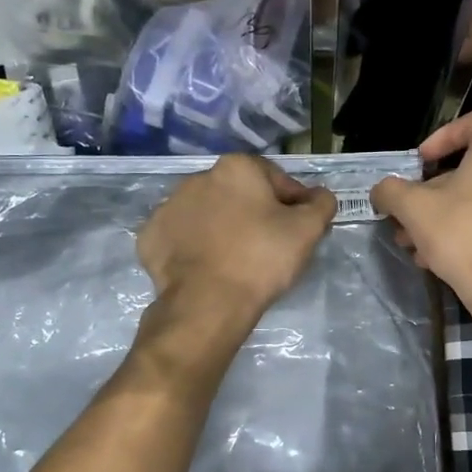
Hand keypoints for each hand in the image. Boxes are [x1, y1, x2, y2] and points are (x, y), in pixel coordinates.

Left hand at [137, 154, 336, 326]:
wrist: (208, 303)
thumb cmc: (262, 258)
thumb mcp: (308, 229)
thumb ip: (321, 204)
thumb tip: (319, 196)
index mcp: (236, 168)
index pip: (277, 180)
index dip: (294, 204)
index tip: (299, 231)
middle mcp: (198, 178)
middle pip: (239, 194)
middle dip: (255, 214)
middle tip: (269, 248)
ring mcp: (168, 207)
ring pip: (208, 215)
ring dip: (223, 229)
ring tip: (237, 261)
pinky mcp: (150, 238)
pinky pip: (182, 238)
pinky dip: (195, 249)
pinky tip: (210, 269)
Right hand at [370, 111, 471, 327]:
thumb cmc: (461, 235)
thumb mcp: (412, 208)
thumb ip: (390, 191)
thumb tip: (382, 191)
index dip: (442, 137)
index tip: (421, 163)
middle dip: (434, 193)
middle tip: (410, 216)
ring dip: (447, 217)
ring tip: (419, 246)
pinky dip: (471, 232)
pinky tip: (445, 259)